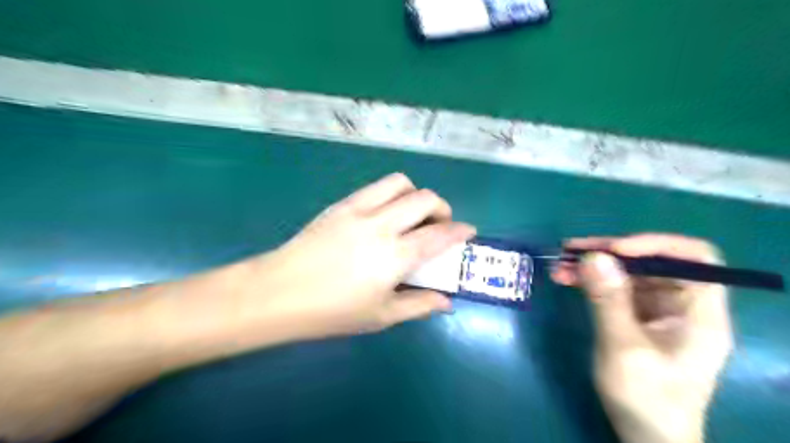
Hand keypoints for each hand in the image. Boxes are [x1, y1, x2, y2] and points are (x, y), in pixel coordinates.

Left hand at [238, 172, 474, 339]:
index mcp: (395, 256)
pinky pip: (374, 188)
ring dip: (415, 195)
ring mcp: (358, 209)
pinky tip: (384, 215)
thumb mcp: (381, 317)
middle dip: (442, 208)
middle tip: (439, 225)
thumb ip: (419, 305)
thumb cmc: (332, 312)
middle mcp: (381, 225)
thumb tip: (446, 301)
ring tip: (411, 214)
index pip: (439, 234)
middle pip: (425, 198)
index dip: (460, 230)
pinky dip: (390, 194)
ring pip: (399, 182)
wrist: (279, 292)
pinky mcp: (340, 204)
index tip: (469, 232)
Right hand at [551, 234, 731, 442]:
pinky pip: (615, 289)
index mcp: (699, 312)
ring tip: (560, 264)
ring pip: (628, 274)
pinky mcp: (636, 318)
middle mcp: (682, 305)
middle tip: (572, 249)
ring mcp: (658, 311)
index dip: (655, 245)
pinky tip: (566, 279)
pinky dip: (591, 282)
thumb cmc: (646, 397)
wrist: (645, 436)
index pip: (694, 258)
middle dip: (610, 253)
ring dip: (594, 266)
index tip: (614, 250)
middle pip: (652, 262)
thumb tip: (593, 256)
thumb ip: (609, 301)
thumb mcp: (624, 348)